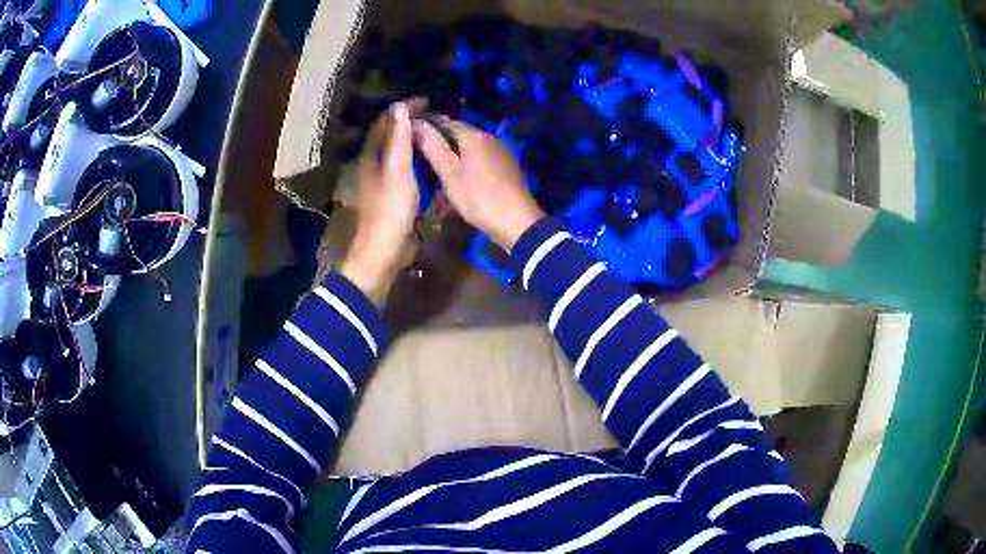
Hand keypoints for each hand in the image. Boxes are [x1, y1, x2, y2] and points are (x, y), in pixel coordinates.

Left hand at [340, 101, 420, 304]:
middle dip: (408, 120)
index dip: (404, 108)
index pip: (385, 122)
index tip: (427, 101)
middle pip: (389, 134)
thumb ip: (399, 140)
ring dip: (412, 137)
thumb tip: (400, 107)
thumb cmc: (391, 209)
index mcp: (371, 156)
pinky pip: (403, 165)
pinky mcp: (390, 192)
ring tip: (433, 130)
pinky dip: (414, 155)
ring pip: (396, 150)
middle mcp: (373, 164)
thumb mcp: (398, 171)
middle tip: (433, 114)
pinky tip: (428, 158)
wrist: (384, 250)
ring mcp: (381, 179)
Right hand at [412, 118, 543, 251]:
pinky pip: (482, 156)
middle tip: (421, 149)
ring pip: (472, 145)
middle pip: (461, 133)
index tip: (412, 132)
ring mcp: (501, 151)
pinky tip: (460, 173)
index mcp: (475, 136)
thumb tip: (416, 123)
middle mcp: (490, 138)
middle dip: (442, 138)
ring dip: (455, 151)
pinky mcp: (507, 165)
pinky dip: (468, 160)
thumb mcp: (450, 175)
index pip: (447, 122)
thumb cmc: (479, 197)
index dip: (429, 125)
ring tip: (437, 162)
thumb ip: (433, 148)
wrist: (517, 222)